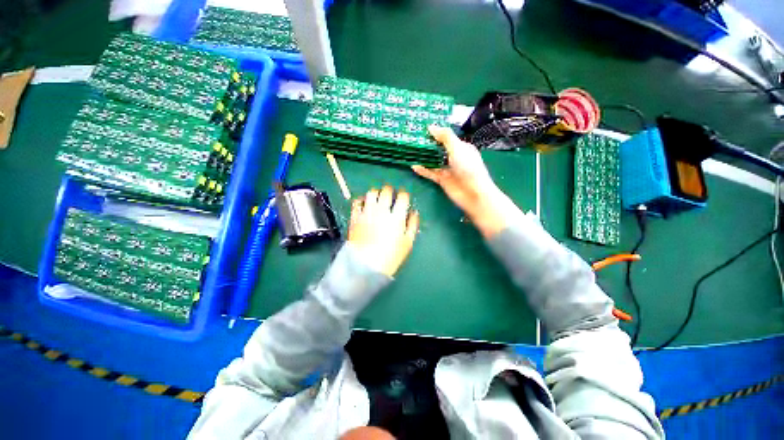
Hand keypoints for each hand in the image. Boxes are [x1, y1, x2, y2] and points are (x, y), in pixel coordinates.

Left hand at [348, 186, 418, 276]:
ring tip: (378, 198)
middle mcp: (381, 211)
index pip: (402, 197)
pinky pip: (356, 201)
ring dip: (376, 192)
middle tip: (391, 196)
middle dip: (390, 190)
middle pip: (386, 191)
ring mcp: (366, 213)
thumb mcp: (407, 243)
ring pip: (371, 193)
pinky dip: (361, 199)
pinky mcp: (355, 217)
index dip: (404, 194)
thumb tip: (414, 212)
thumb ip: (412, 225)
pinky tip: (365, 203)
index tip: (404, 197)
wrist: (364, 266)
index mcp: (396, 217)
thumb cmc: (390, 257)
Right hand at [413, 126, 519, 237]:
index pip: (447, 137)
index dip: (436, 132)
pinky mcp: (442, 180)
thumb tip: (431, 127)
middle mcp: (454, 157)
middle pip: (439, 149)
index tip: (422, 128)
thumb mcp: (457, 148)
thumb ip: (445, 137)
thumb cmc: (468, 167)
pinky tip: (414, 166)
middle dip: (428, 144)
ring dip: (424, 157)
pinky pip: (431, 173)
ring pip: (434, 161)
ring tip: (411, 151)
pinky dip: (423, 170)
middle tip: (413, 138)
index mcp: (461, 147)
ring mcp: (448, 169)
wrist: (473, 193)